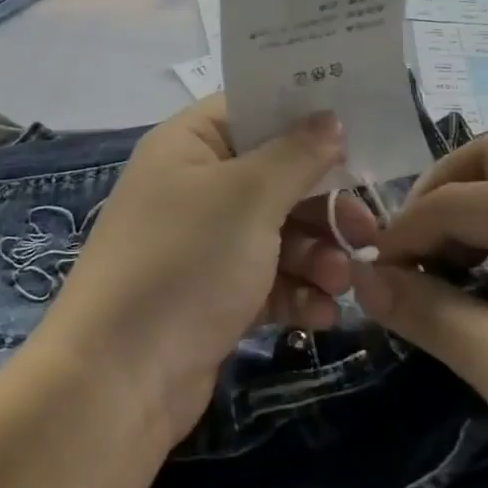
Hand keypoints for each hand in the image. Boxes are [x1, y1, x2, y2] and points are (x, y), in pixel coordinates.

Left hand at [38, 98, 373, 439]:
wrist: (119, 378)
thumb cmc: (186, 261)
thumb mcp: (248, 197)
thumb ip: (297, 155)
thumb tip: (330, 117)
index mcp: (189, 145)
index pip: (251, 109)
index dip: (302, 114)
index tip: (357, 128)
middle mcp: (194, 187)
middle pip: (274, 176)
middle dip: (322, 203)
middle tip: (367, 228)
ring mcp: (203, 243)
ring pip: (277, 232)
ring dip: (316, 254)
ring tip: (341, 281)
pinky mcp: (213, 295)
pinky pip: (267, 279)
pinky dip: (296, 292)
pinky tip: (322, 314)